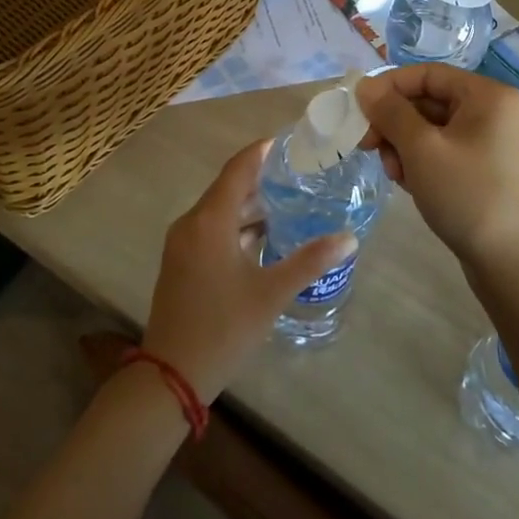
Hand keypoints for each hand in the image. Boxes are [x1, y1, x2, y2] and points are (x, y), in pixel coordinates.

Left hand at [141, 140, 356, 400]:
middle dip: (260, 178)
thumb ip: (309, 261)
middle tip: (298, 173)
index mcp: (210, 220)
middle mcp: (191, 223)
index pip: (237, 169)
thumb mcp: (271, 293)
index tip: (288, 142)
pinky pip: (211, 229)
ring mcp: (182, 244)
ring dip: (249, 205)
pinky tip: (262, 237)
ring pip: (219, 211)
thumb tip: (349, 238)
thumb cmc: (222, 328)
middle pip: (228, 188)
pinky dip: (236, 226)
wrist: (170, 376)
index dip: (261, 152)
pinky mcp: (181, 263)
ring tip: (287, 202)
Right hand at [356, 65, 518, 287]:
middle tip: (369, 147)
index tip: (359, 111)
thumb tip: (364, 86)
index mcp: (486, 95)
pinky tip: (410, 185)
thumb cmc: (467, 196)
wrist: (511, 264)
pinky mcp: (483, 167)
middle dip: (394, 123)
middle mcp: (492, 110)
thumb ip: (390, 112)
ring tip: (395, 174)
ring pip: (430, 128)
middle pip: (427, 100)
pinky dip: (420, 161)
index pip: (426, 74)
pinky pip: (442, 149)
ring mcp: (489, 140)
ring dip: (403, 146)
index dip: (388, 87)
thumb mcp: (421, 149)